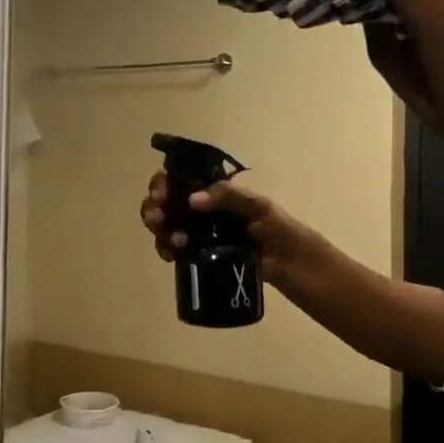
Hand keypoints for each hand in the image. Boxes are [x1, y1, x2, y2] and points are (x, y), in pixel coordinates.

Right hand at [140, 172, 310, 282]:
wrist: (290, 262)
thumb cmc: (277, 227)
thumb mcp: (257, 205)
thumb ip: (228, 196)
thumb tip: (192, 199)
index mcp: (213, 192)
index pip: (178, 180)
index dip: (162, 184)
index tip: (161, 195)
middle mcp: (200, 209)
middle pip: (164, 203)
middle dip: (153, 208)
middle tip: (157, 218)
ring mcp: (197, 232)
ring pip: (165, 226)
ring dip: (160, 230)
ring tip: (174, 241)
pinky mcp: (198, 254)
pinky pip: (173, 248)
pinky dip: (166, 249)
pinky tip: (171, 255)